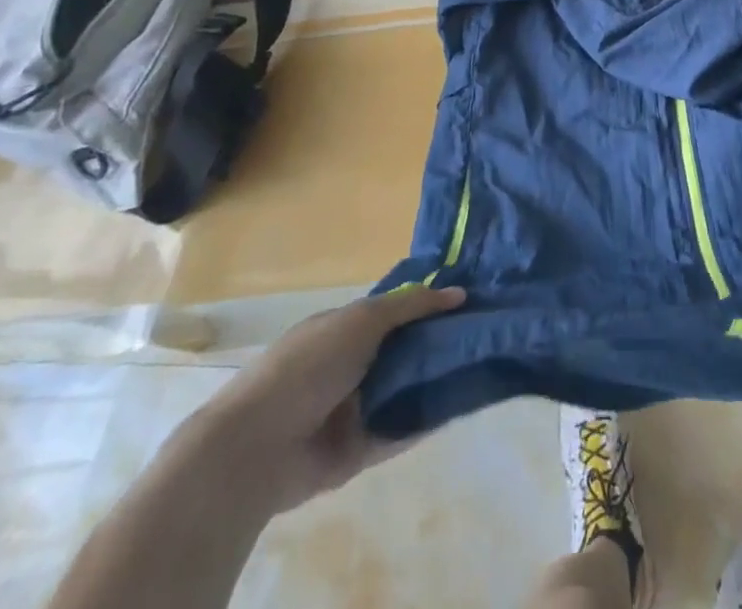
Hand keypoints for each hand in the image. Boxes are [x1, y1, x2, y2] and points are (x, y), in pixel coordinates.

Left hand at [181, 285, 464, 514]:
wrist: (257, 447)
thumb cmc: (308, 366)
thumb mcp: (362, 319)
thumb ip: (410, 305)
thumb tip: (459, 292)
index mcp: (344, 329)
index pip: (394, 312)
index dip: (428, 305)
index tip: (469, 300)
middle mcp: (351, 365)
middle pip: (404, 350)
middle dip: (439, 342)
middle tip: (484, 332)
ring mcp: (355, 409)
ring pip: (406, 389)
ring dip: (437, 380)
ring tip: (484, 365)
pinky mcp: (359, 450)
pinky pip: (401, 430)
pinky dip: (428, 419)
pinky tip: (463, 404)